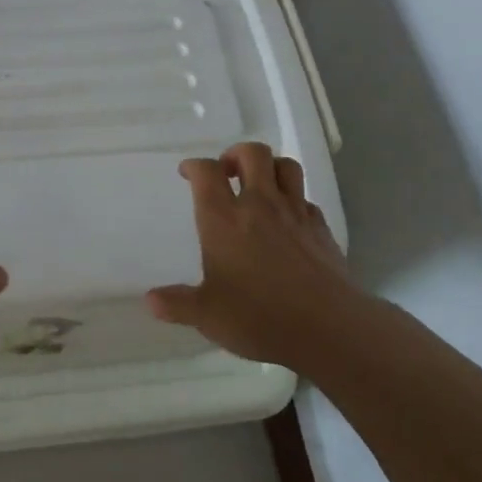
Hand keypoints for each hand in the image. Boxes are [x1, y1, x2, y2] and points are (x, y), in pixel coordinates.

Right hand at [146, 142, 354, 369]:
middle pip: (252, 153)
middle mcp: (260, 205)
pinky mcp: (321, 228)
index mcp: (224, 219)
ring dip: (270, 167)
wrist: (329, 327)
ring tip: (260, 185)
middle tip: (227, 172)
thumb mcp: (208, 315)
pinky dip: (294, 201)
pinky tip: (288, 221)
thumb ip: (178, 304)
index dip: (194, 166)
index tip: (188, 173)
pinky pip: (306, 200)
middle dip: (236, 154)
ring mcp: (295, 213)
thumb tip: (151, 301)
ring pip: (286, 166)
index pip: (207, 172)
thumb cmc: (259, 317)